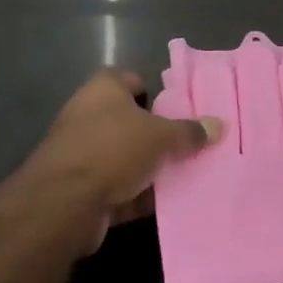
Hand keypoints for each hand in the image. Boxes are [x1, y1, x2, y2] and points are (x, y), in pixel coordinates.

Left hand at [20, 69, 221, 248]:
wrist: (63, 203)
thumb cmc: (113, 149)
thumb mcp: (161, 137)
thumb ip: (189, 132)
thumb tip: (219, 125)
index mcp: (103, 89)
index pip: (131, 79)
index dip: (153, 91)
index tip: (178, 108)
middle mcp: (87, 114)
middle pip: (129, 120)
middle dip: (155, 134)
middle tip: (186, 144)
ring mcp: (79, 152)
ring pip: (123, 156)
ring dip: (146, 168)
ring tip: (182, 175)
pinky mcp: (77, 188)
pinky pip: (115, 186)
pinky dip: (135, 194)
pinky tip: (163, 204)